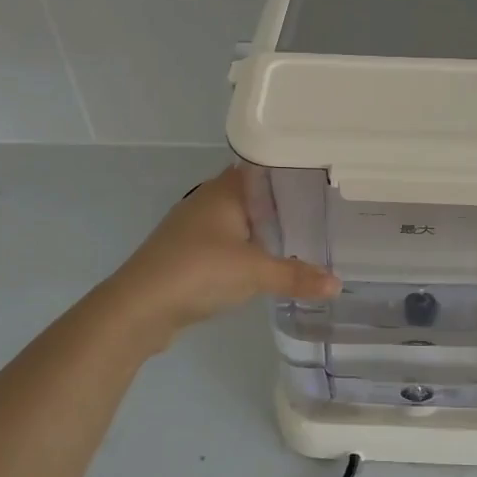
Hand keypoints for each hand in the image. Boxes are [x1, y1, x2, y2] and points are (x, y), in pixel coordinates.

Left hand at [102, 167, 338, 344]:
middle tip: (324, 209)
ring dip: (265, 227)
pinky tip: (267, 261)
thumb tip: (338, 284)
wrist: (137, 309)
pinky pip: (228, 241)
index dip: (292, 170)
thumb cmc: (198, 272)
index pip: (264, 167)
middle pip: (254, 193)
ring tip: (303, 234)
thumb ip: (297, 276)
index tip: (323, 178)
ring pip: (240, 218)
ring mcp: (195, 227)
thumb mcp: (255, 273)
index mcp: (225, 190)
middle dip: (284, 202)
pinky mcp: (188, 252)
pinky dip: (248, 248)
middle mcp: (209, 200)